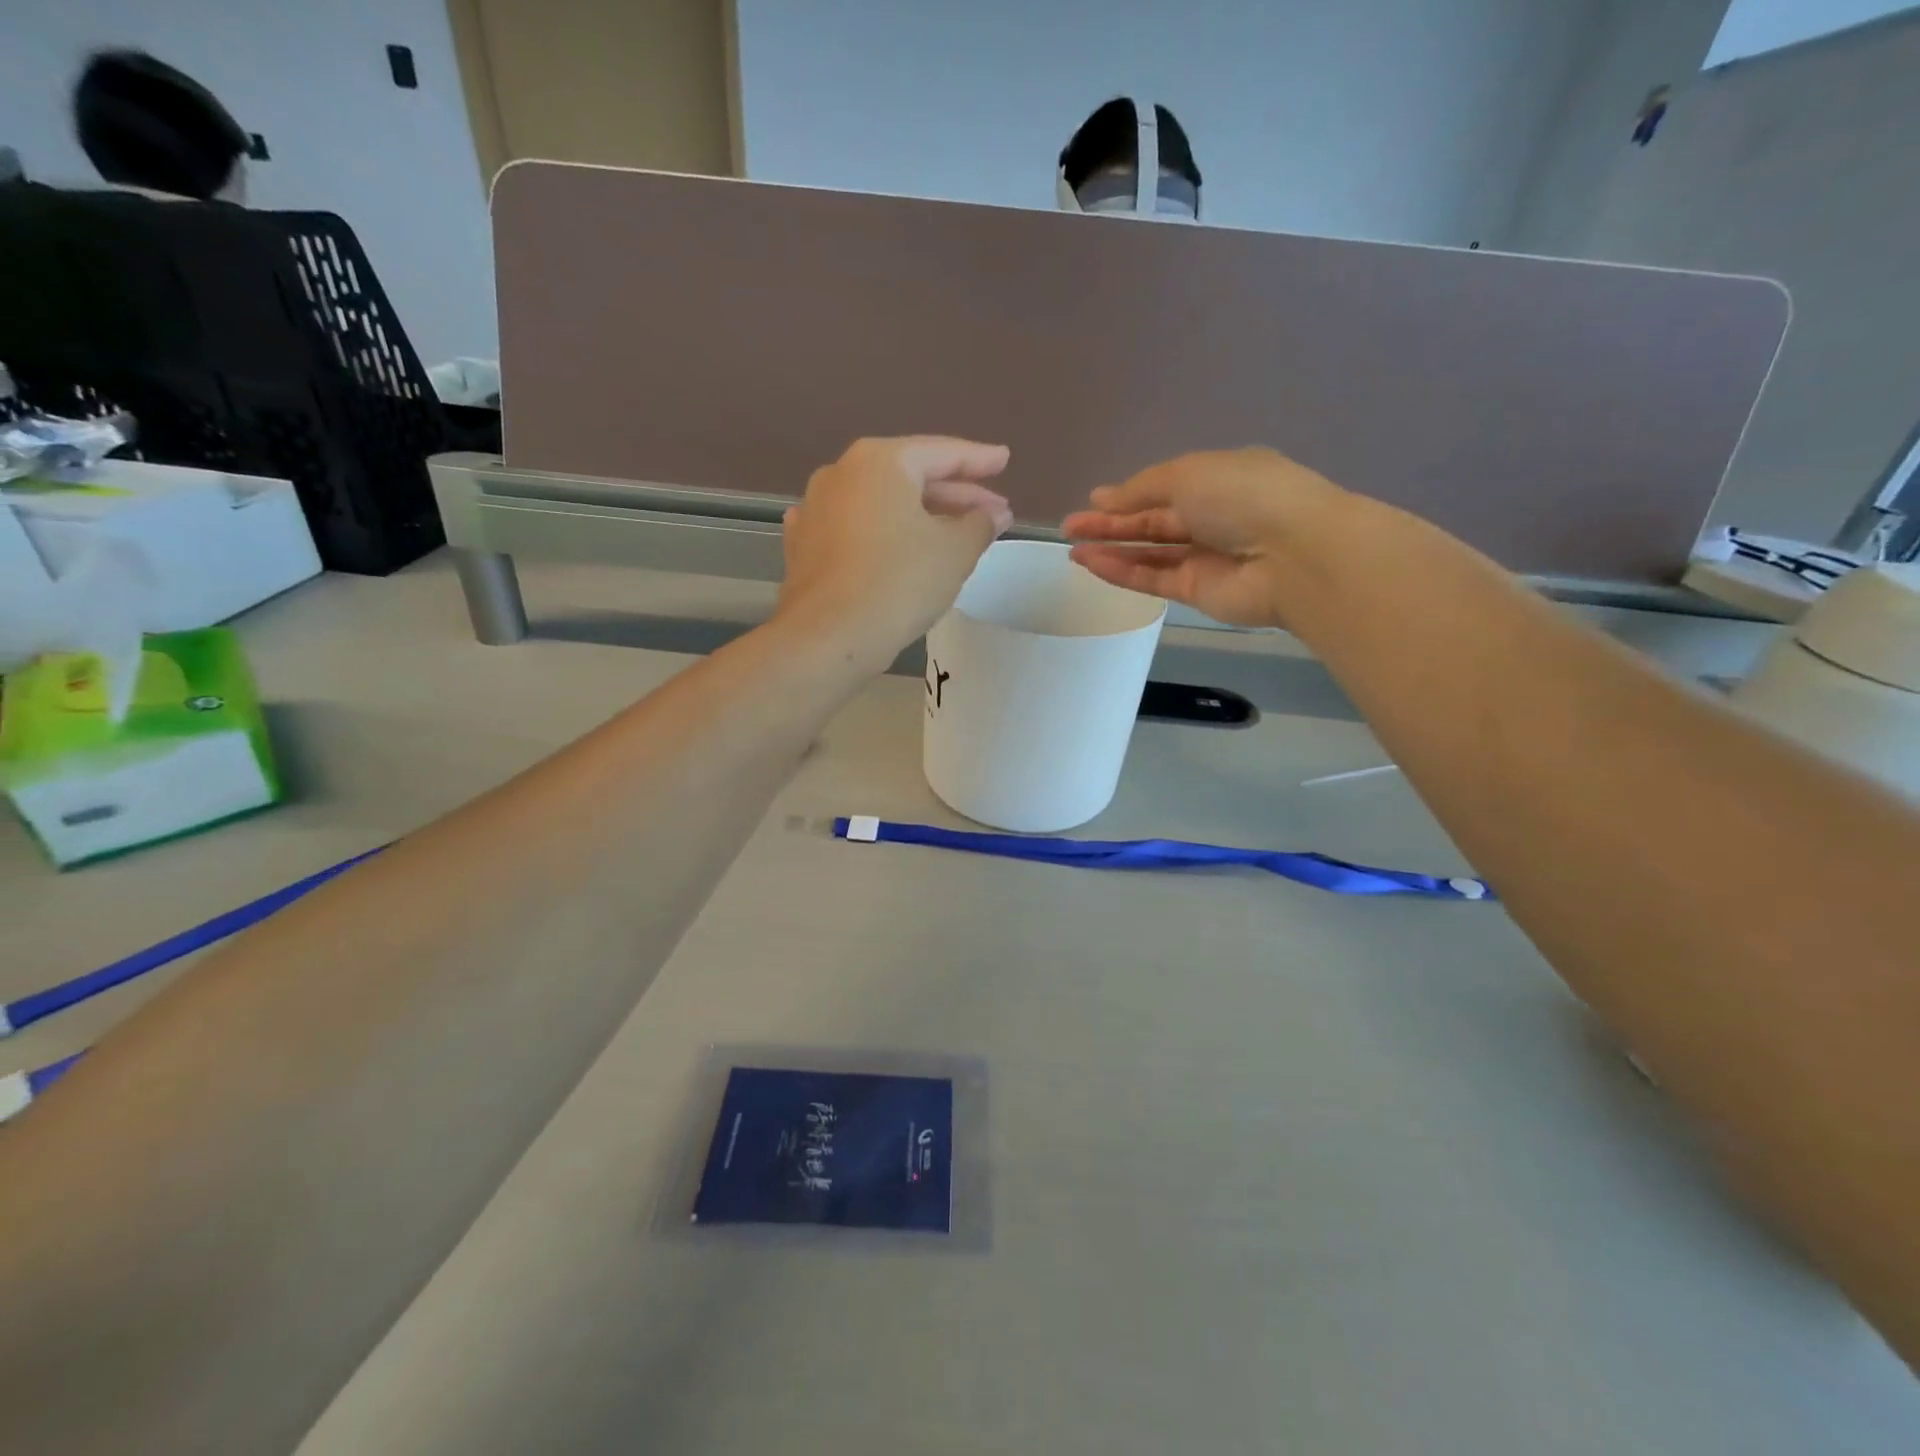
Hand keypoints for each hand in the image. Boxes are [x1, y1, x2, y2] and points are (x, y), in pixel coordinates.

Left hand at [778, 436, 1013, 665]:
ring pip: (880, 504)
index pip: (942, 452)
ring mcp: (816, 509)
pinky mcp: (803, 546)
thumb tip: (993, 514)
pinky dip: (881, 534)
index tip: (1004, 460)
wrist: (829, 636)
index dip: (979, 459)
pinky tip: (892, 541)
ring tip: (952, 534)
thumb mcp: (955, 552)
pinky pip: (853, 530)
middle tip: (992, 512)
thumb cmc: (899, 583)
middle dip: (954, 495)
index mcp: (880, 461)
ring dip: (918, 517)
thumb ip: (979, 524)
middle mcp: (841, 473)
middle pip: (909, 477)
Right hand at [1062, 448, 1348, 626]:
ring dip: (1112, 550)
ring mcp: (1205, 557)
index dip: (1128, 495)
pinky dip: (1123, 571)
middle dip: (1111, 524)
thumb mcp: (1188, 474)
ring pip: (1150, 554)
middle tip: (1070, 528)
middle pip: (1153, 523)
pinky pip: (1153, 579)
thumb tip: (1103, 498)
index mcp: (1219, 480)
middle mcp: (1212, 518)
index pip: (1165, 489)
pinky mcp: (1197, 592)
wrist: (1293, 555)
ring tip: (1073, 549)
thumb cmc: (1243, 496)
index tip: (1092, 502)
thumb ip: (1141, 489)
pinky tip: (1092, 564)